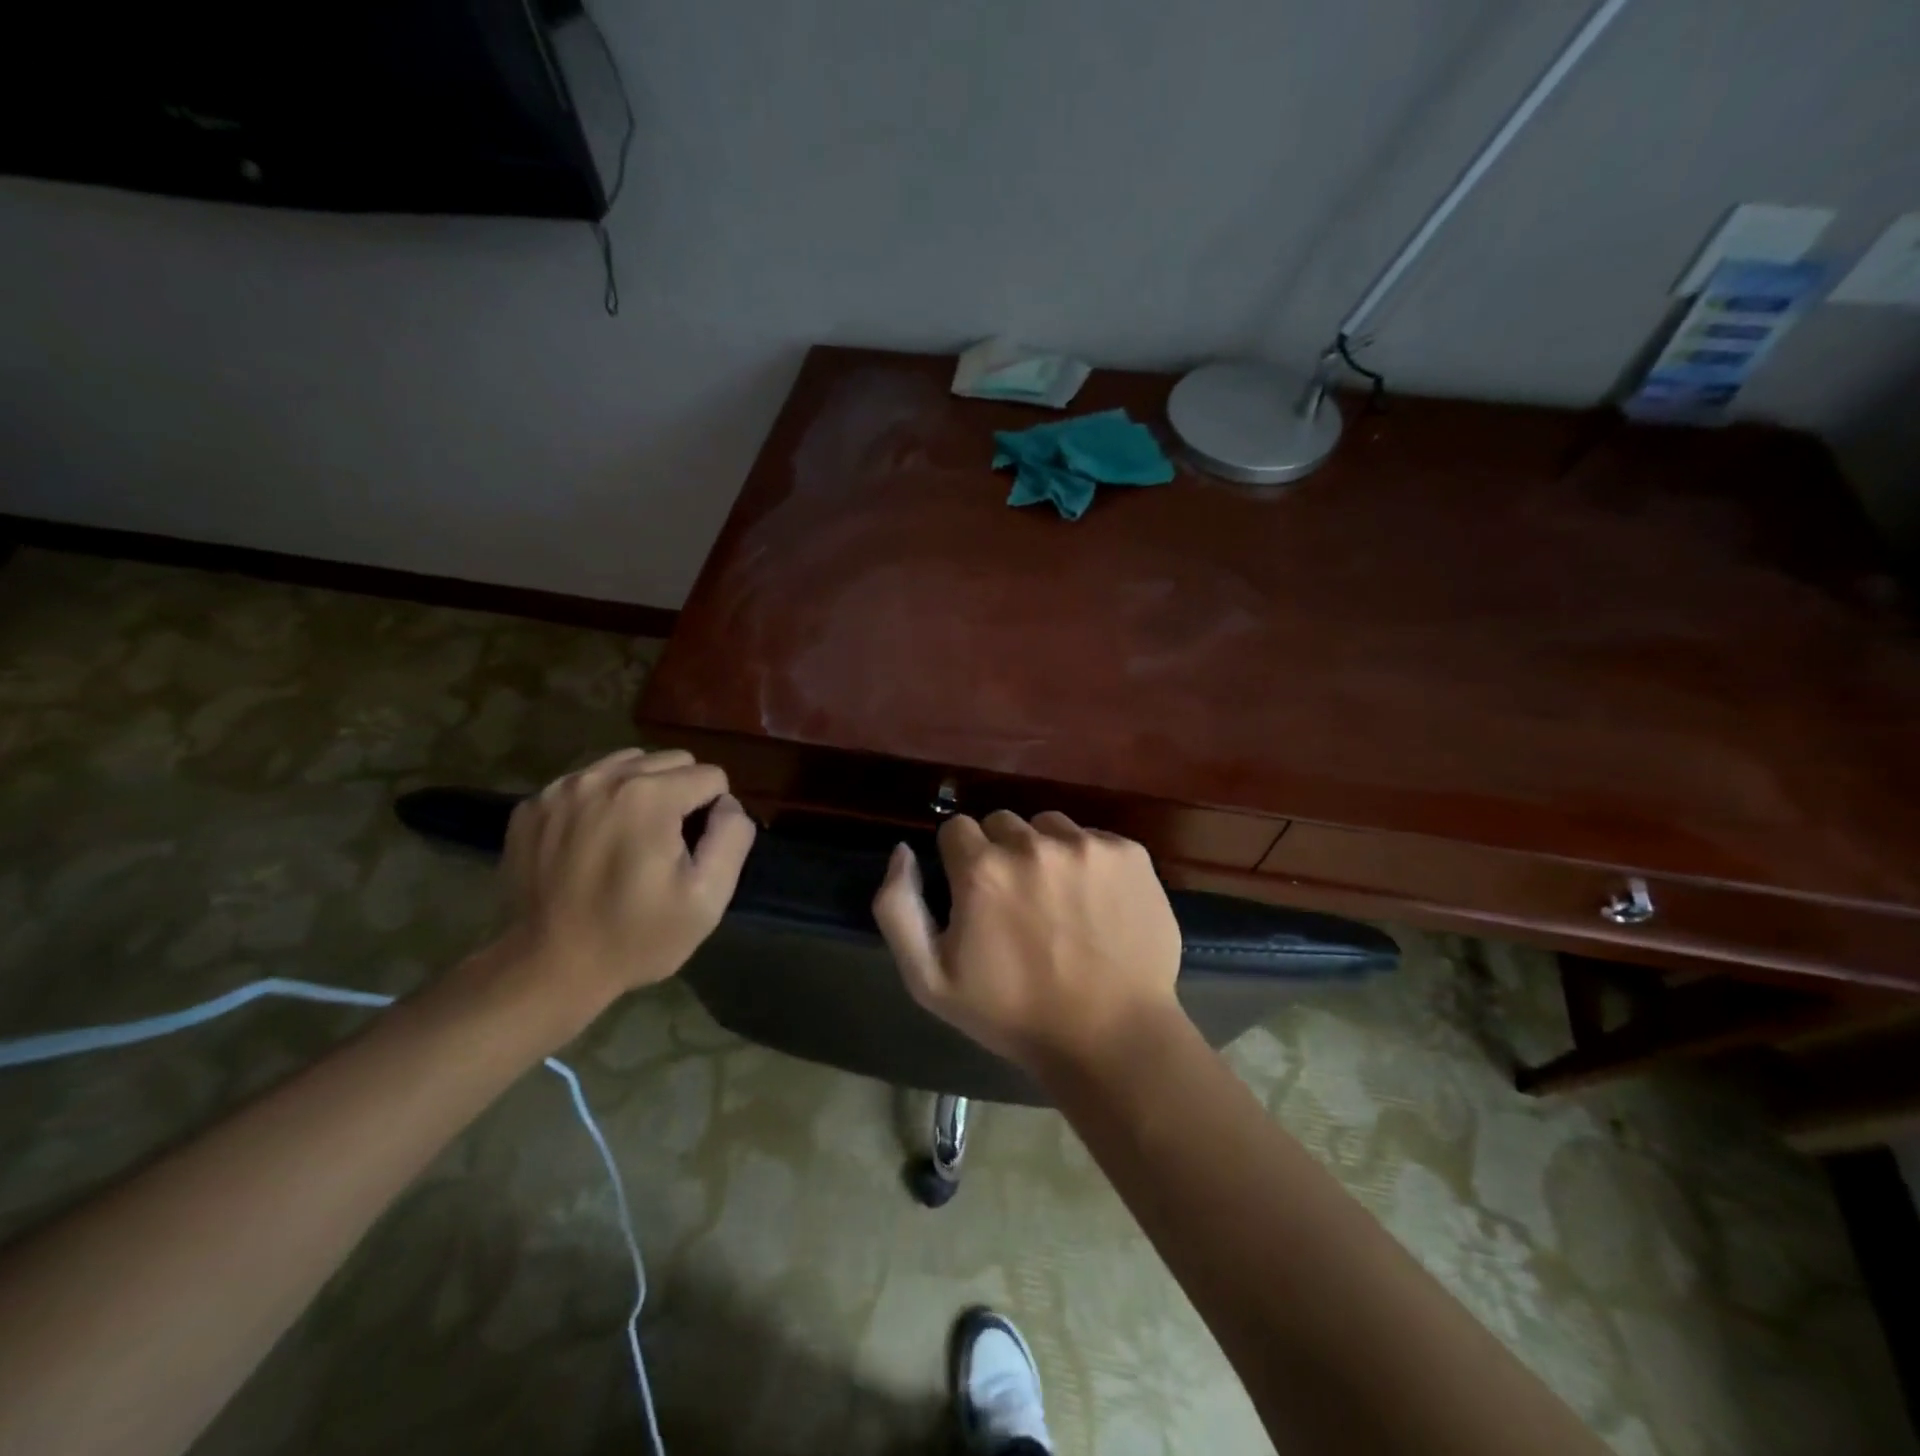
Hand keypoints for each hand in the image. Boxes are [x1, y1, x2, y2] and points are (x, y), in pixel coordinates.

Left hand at [490, 748, 755, 1029]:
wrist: (545, 970)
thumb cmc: (636, 937)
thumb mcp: (707, 898)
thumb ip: (731, 837)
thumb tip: (727, 804)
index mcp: (649, 796)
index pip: (710, 776)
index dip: (713, 813)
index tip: (694, 852)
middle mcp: (603, 778)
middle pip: (670, 761)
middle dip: (679, 794)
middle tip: (665, 844)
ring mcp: (560, 789)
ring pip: (626, 765)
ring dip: (640, 792)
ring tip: (630, 839)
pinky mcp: (531, 806)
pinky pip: (585, 784)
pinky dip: (598, 803)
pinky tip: (591, 844)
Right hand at [872, 811, 1181, 1076]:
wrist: (1111, 1038)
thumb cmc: (1013, 1014)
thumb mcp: (929, 979)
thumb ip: (898, 907)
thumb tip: (903, 851)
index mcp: (983, 869)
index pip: (956, 829)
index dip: (960, 860)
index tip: (974, 894)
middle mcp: (1034, 843)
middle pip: (1002, 823)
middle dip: (1000, 854)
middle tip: (1016, 901)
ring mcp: (1088, 846)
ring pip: (1049, 826)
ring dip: (1045, 852)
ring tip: (1058, 899)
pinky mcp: (1130, 853)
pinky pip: (1095, 838)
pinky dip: (1090, 861)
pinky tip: (1096, 902)